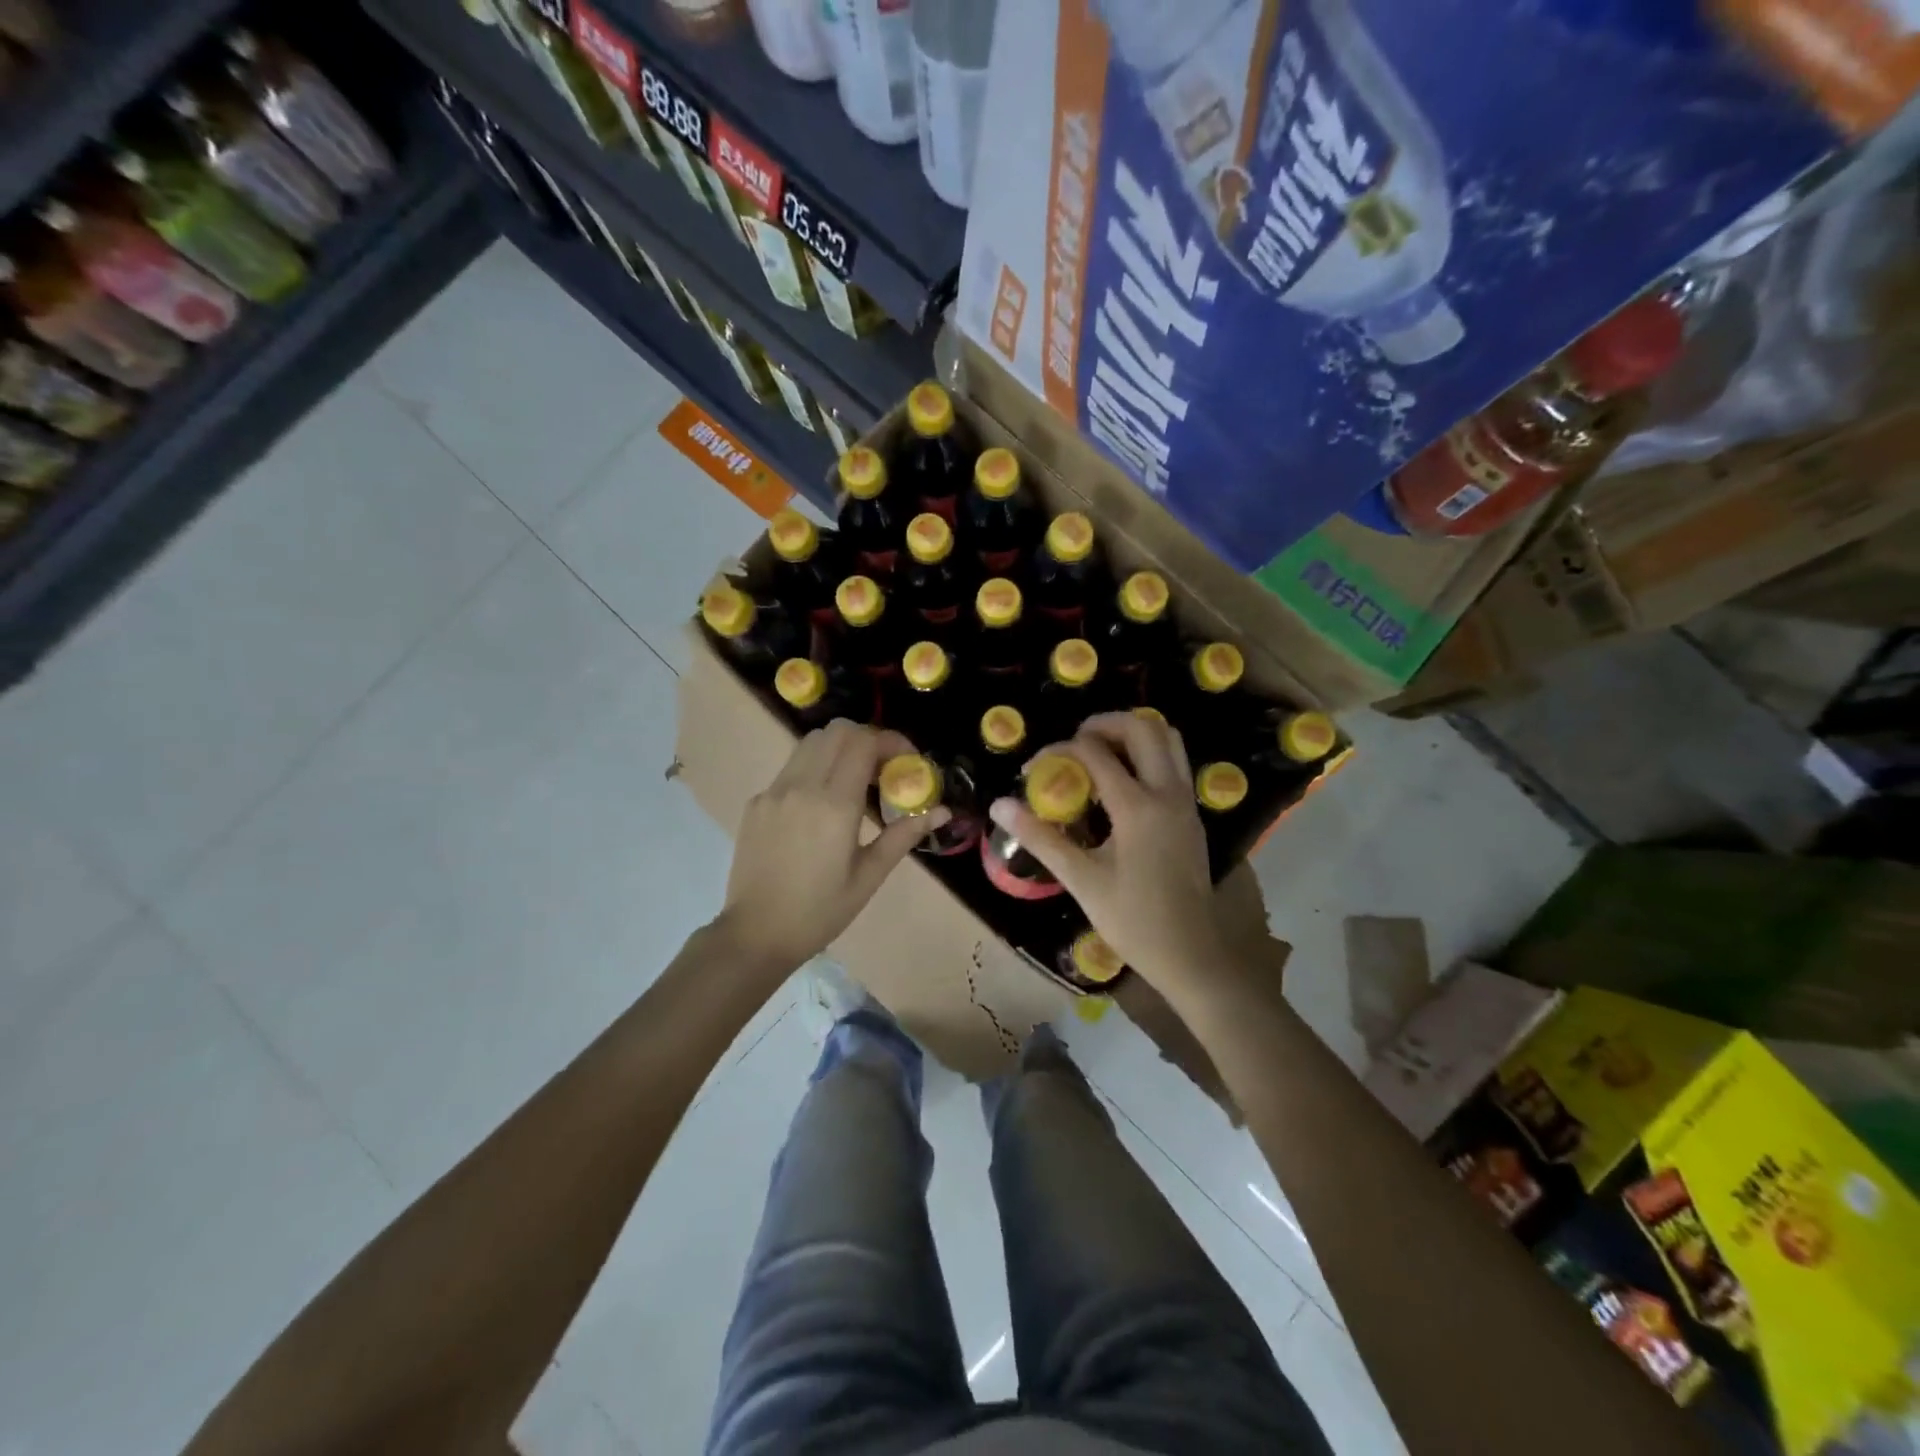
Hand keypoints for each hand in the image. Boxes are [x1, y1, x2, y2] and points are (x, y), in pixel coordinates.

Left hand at [713, 720, 944, 975]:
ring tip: (855, 783)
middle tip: (883, 768)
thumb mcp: (869, 876)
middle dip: (867, 739)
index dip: (891, 741)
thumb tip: (942, 811)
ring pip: (810, 744)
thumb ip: (904, 835)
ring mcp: (773, 792)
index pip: (864, 742)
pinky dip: (814, 771)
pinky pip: (791, 769)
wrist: (755, 934)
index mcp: (834, 805)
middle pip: (837, 731)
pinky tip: (821, 808)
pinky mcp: (756, 803)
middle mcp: (801, 786)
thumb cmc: (820, 911)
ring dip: (839, 750)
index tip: (908, 760)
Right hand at [987, 712, 1228, 990]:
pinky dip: (1147, 752)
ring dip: (1131, 733)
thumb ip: (1040, 837)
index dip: (1058, 751)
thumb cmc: (1133, 920)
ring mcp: (1185, 801)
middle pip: (1142, 726)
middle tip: (1073, 742)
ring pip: (1166, 738)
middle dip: (1102, 724)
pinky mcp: (1192, 813)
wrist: (1192, 954)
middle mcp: (1167, 792)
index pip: (1094, 753)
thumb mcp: (1081, 879)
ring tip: (1099, 752)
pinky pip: (1174, 760)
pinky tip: (1122, 780)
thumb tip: (999, 805)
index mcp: (1138, 807)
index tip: (1033, 770)